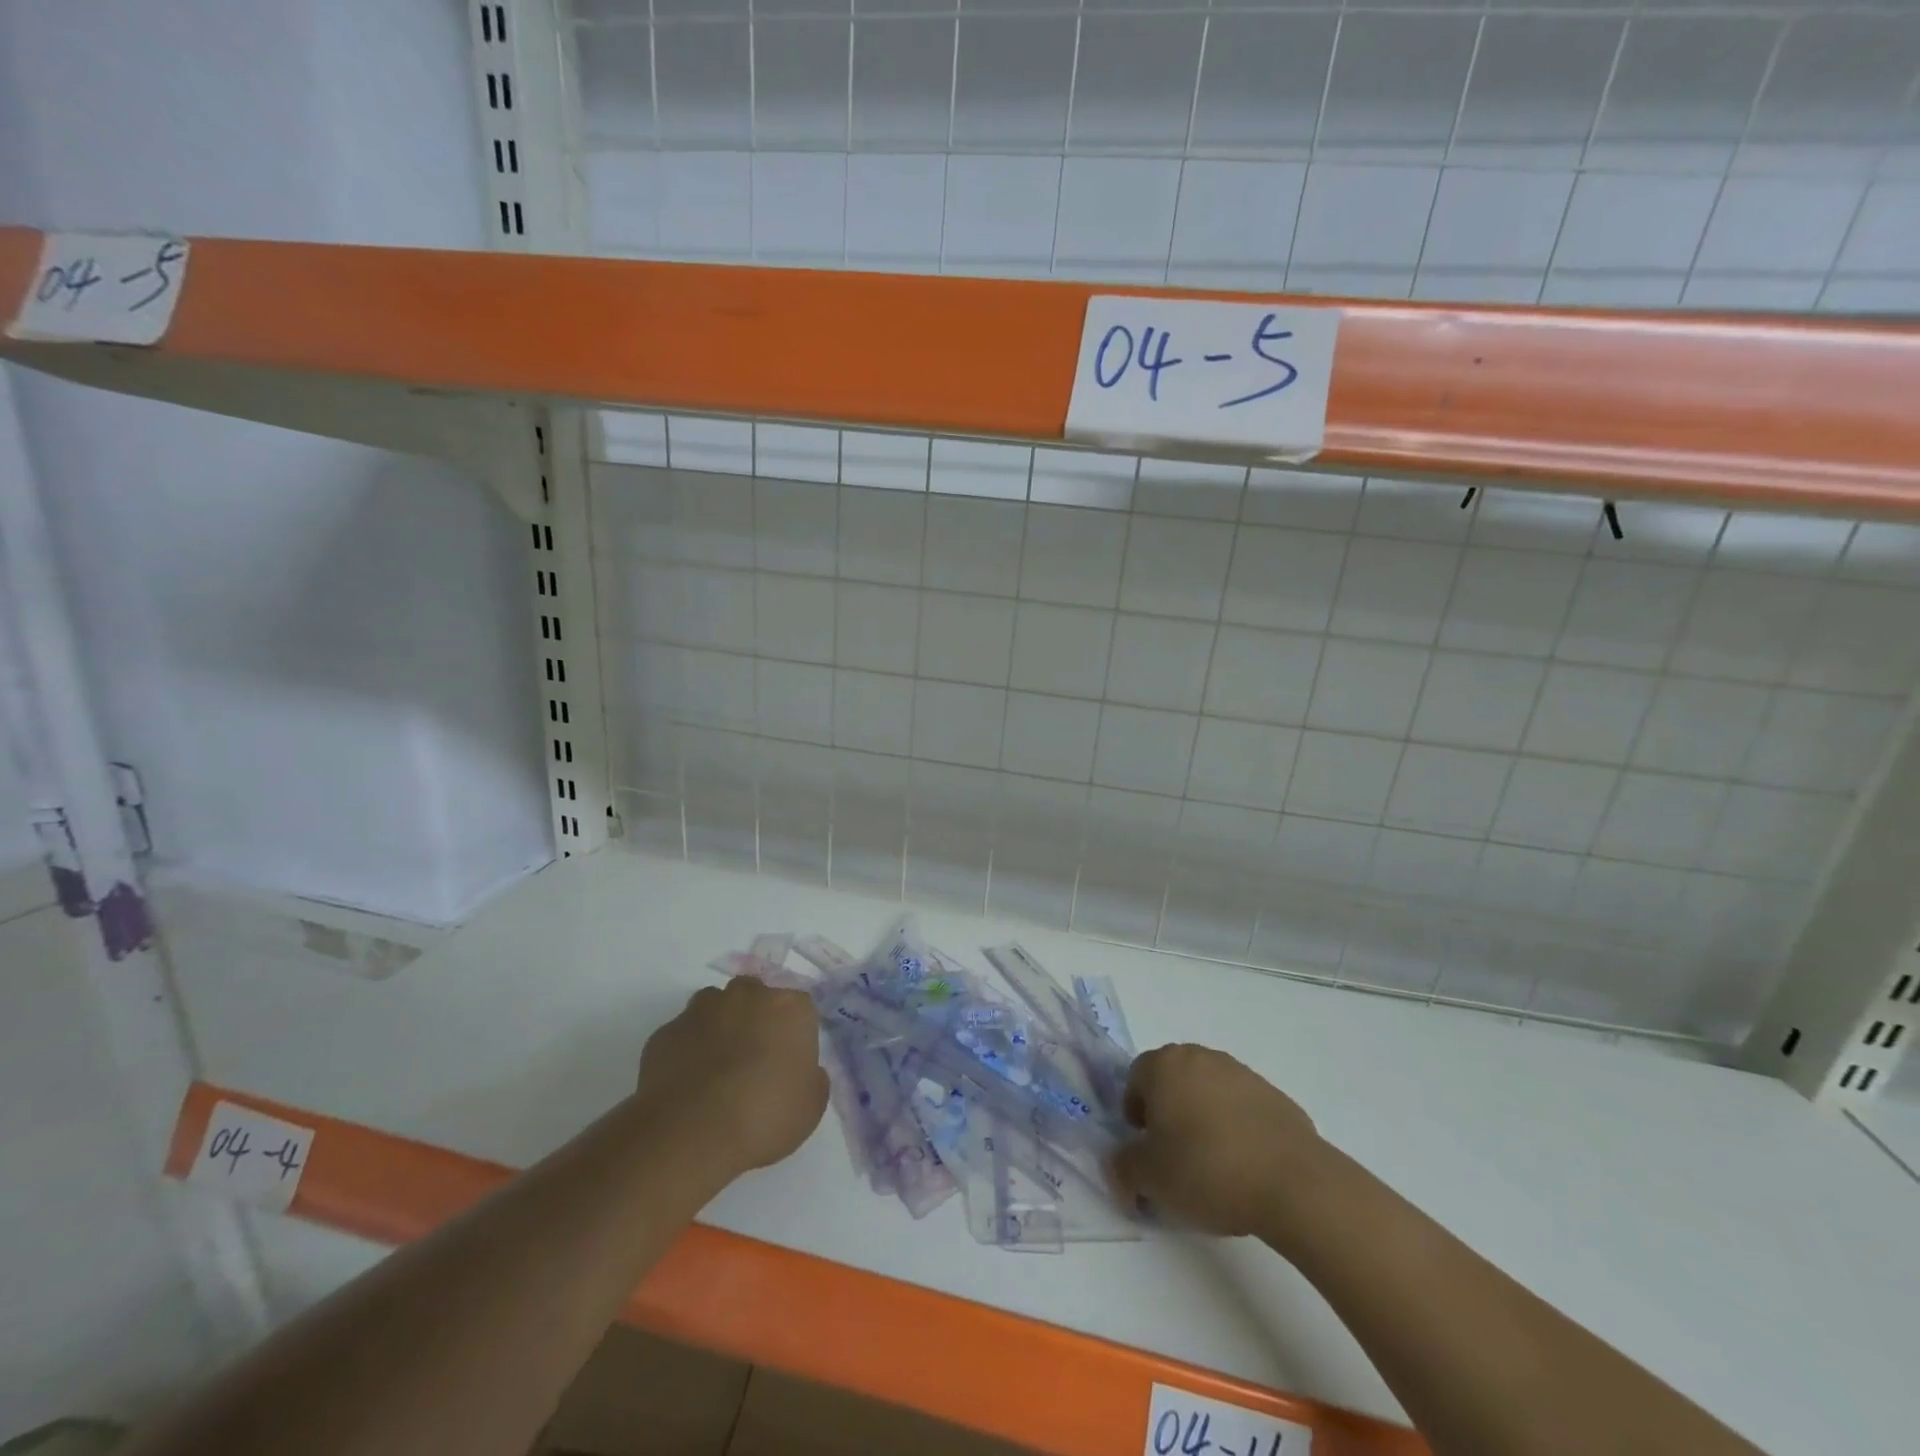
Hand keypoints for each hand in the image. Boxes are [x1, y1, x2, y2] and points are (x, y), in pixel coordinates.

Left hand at [637, 979, 828, 1175]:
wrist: (691, 1132)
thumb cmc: (764, 1115)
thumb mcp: (811, 1106)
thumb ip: (811, 1077)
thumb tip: (800, 1070)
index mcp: (789, 1007)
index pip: (799, 1008)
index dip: (794, 1035)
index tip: (789, 1064)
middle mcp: (747, 995)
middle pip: (755, 996)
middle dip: (755, 1019)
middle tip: (753, 1062)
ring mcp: (702, 1010)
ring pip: (715, 1008)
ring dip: (719, 1028)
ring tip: (716, 1071)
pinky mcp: (666, 1032)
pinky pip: (683, 1035)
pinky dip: (687, 1051)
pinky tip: (687, 1085)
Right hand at [1109, 1043, 1321, 1236]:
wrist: (1293, 1183)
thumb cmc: (1206, 1169)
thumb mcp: (1148, 1179)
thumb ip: (1122, 1168)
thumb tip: (1120, 1166)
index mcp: (1165, 1065)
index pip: (1135, 1078)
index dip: (1134, 1114)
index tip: (1145, 1149)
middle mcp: (1201, 1057)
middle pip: (1172, 1081)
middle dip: (1168, 1114)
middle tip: (1173, 1157)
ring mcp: (1242, 1074)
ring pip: (1208, 1093)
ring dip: (1203, 1121)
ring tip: (1212, 1168)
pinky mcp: (1275, 1097)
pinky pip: (1241, 1110)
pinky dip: (1236, 1131)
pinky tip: (1245, 1168)